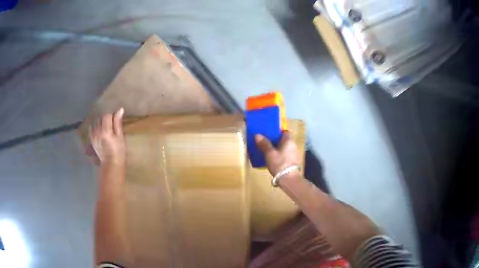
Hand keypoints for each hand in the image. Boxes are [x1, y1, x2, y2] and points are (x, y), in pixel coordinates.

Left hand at [89, 108, 125, 165]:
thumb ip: (118, 123)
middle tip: (112, 124)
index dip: (112, 115)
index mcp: (105, 130)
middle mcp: (97, 131)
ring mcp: (93, 135)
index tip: (116, 120)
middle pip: (100, 117)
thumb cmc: (119, 151)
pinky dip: (96, 126)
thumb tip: (120, 109)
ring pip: (96, 121)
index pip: (107, 115)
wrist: (111, 164)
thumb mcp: (120, 136)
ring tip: (106, 127)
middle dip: (106, 118)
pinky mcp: (91, 138)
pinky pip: (91, 127)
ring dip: (100, 122)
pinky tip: (100, 130)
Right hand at [255, 131, 300, 176]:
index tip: (270, 134)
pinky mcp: (294, 163)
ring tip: (268, 151)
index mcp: (289, 141)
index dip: (278, 132)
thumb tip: (257, 135)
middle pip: (285, 140)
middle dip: (276, 141)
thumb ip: (264, 144)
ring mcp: (295, 155)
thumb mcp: (269, 153)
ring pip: (285, 148)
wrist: (289, 179)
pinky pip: (286, 155)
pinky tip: (274, 160)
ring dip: (278, 149)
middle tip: (266, 142)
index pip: (285, 131)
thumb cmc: (280, 163)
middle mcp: (294, 146)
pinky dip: (280, 156)